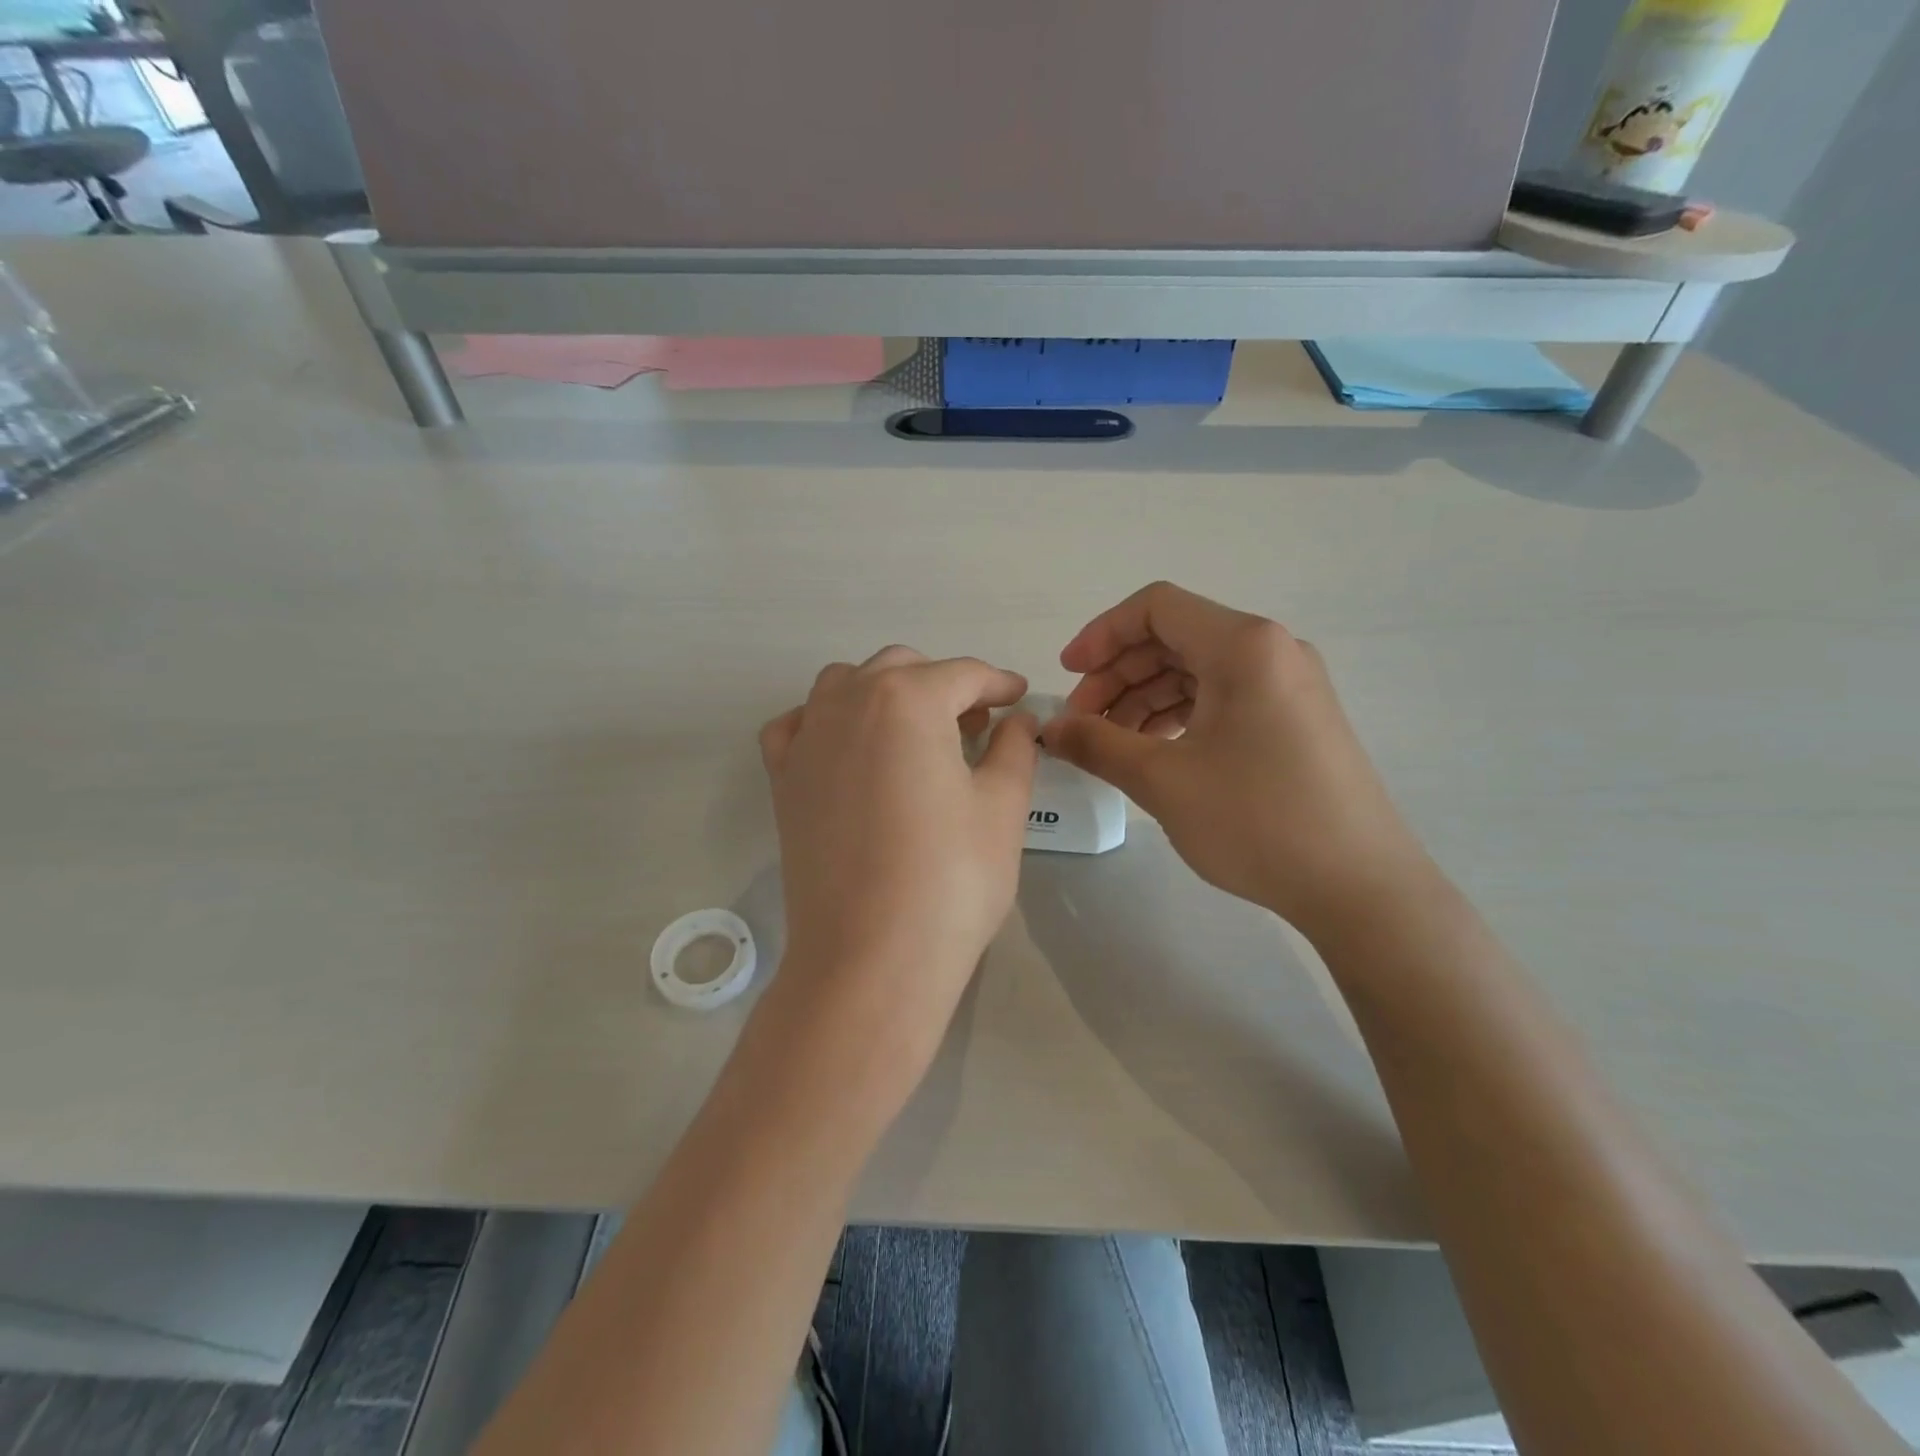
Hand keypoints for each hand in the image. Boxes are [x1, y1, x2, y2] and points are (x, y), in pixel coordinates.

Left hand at [759, 647, 1038, 1069]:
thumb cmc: (951, 879)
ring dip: (885, 694)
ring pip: (846, 684)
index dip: (999, 683)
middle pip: (902, 669)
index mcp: (908, 699)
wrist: (870, 957)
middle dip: (944, 685)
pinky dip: (827, 721)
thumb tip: (1018, 719)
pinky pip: (799, 724)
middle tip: (977, 725)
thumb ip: (1014, 748)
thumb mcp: (1002, 807)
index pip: (964, 674)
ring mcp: (807, 739)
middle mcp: (848, 702)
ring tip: (916, 734)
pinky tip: (849, 749)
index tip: (1020, 697)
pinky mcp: (782, 778)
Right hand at [1041, 582, 1430, 934]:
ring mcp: (1289, 684)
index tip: (1067, 676)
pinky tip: (1155, 753)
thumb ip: (1097, 744)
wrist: (1360, 887)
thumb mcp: (1163, 781)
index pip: (1155, 607)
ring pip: (1197, 670)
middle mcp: (1271, 650)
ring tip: (1112, 746)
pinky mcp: (1296, 719)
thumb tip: (1050, 729)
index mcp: (1243, 645)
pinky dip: (1180, 716)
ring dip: (1145, 699)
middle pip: (1174, 638)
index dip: (1101, 635)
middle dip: (1118, 675)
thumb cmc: (1257, 821)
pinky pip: (1224, 698)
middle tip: (1082, 724)